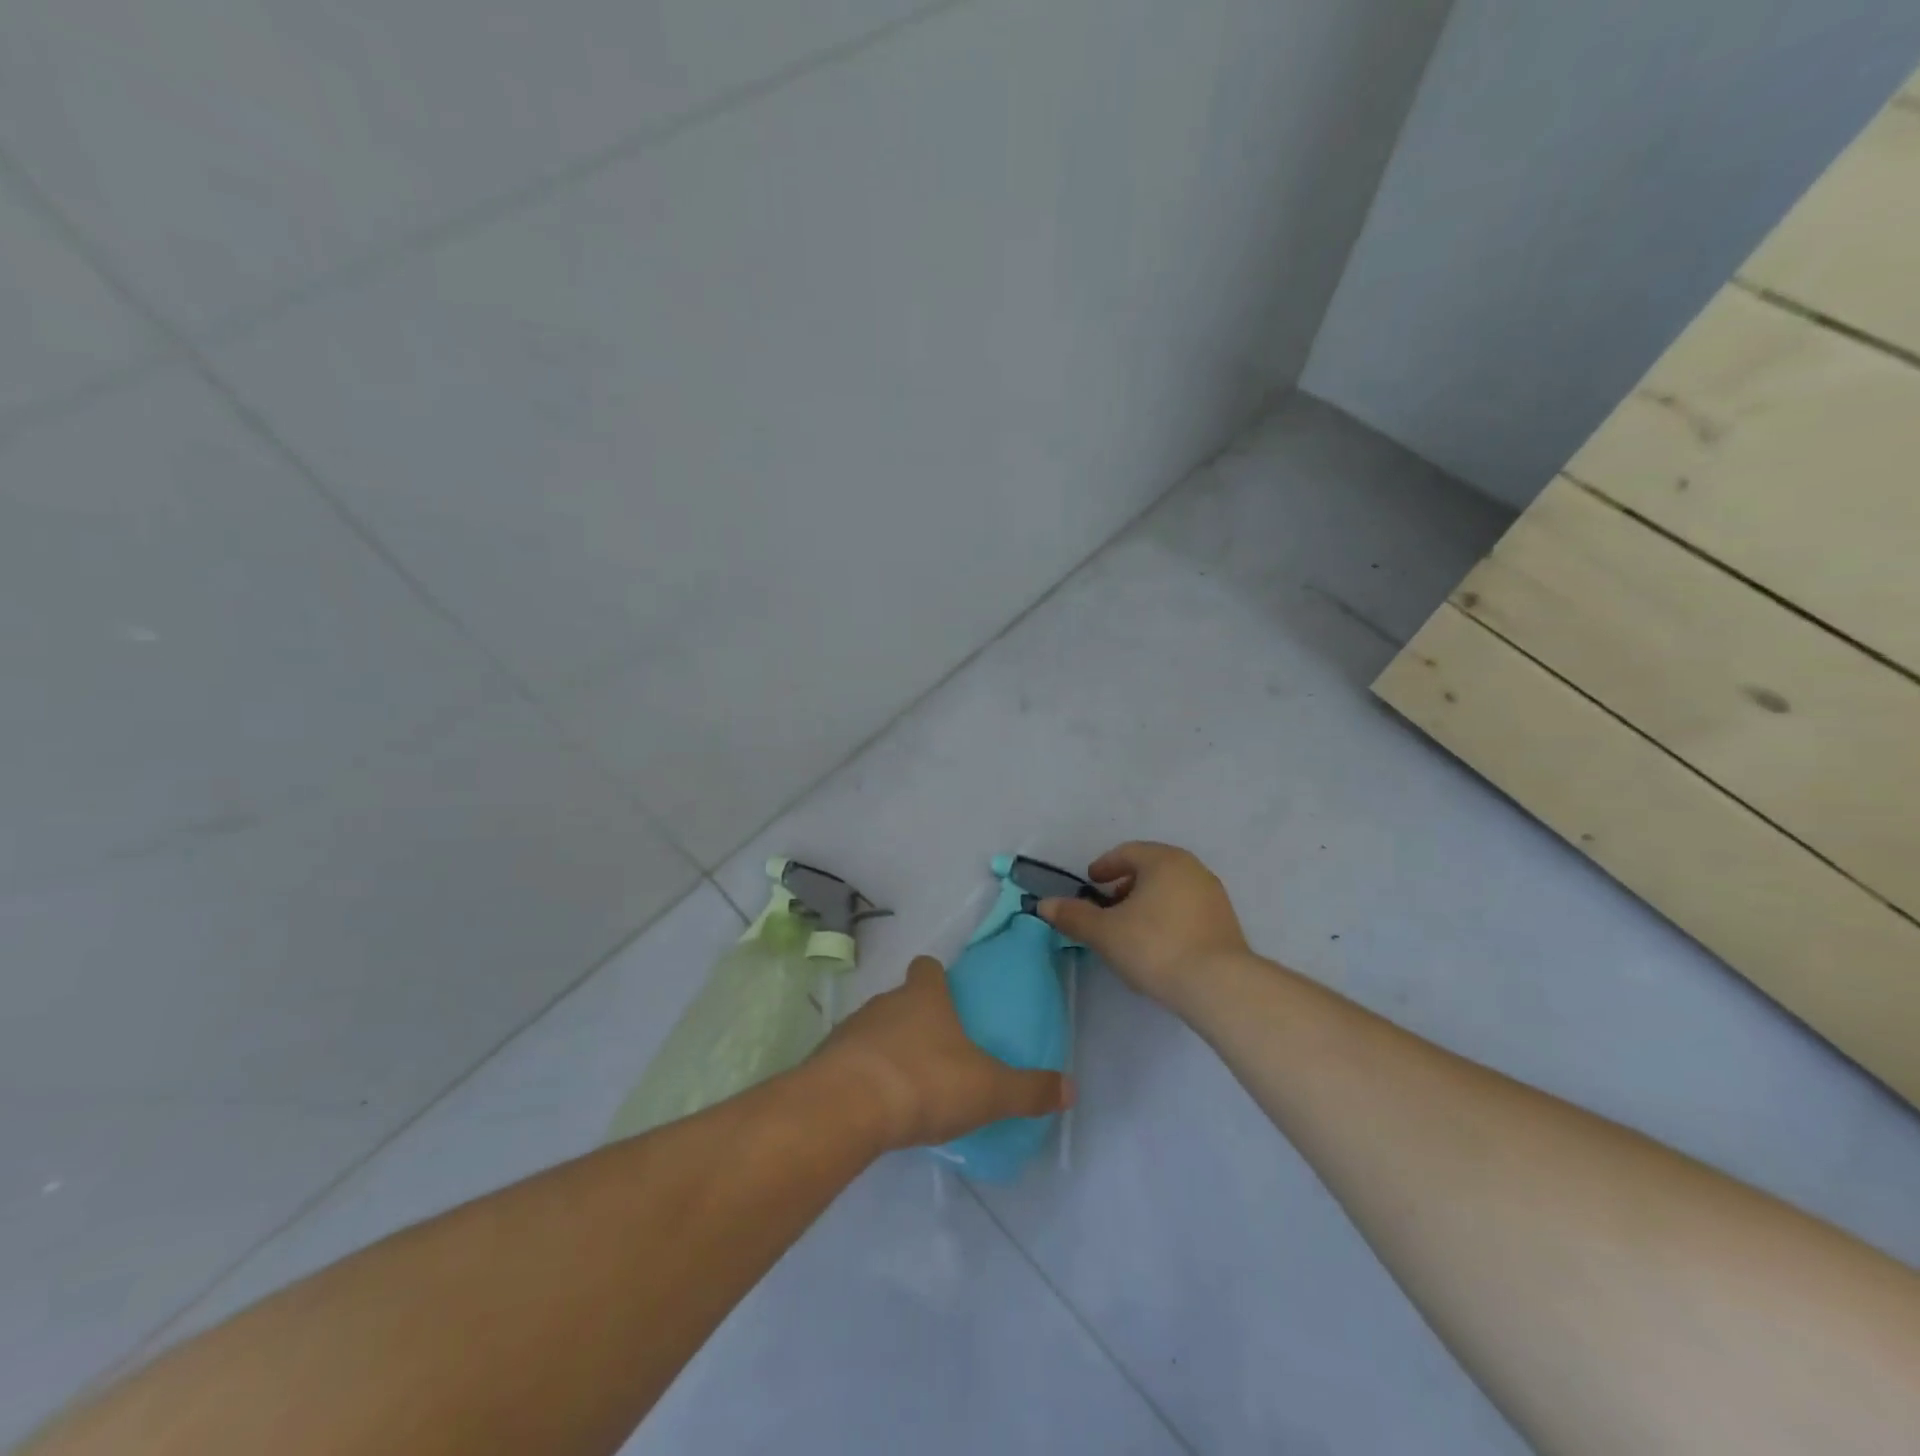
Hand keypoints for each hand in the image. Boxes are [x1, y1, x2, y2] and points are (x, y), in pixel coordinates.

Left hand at [807, 956, 1072, 1151]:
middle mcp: (884, 1003)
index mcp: (924, 997)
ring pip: (874, 1030)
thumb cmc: (925, 1082)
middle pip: (900, 1000)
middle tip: (936, 1051)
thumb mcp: (989, 1090)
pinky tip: (876, 1107)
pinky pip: (850, 1062)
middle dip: (916, 1019)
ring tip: (907, 1084)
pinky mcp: (826, 1063)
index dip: (936, 978)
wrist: (846, 1108)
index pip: (928, 968)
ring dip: (887, 1049)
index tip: (946, 994)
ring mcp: (850, 1031)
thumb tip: (1070, 1088)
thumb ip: (1028, 1090)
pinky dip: (863, 1077)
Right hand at [1038, 841, 1249, 1007]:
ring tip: (1131, 928)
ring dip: (1148, 901)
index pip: (1127, 852)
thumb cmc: (1155, 947)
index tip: (1091, 882)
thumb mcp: (1105, 933)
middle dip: (1126, 884)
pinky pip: (1188, 908)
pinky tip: (1158, 943)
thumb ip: (1074, 916)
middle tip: (1108, 905)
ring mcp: (1214, 895)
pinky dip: (1168, 916)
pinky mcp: (1226, 922)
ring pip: (1171, 889)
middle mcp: (1192, 869)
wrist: (1218, 985)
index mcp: (1163, 860)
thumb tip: (1044, 905)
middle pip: (1151, 868)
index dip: (1105, 866)